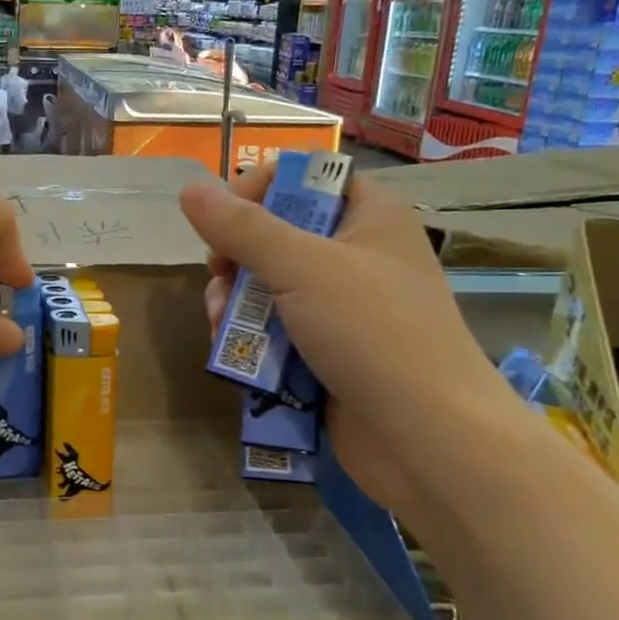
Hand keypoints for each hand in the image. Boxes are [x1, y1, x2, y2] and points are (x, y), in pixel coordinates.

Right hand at [179, 167, 511, 516]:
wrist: (429, 442)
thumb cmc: (374, 334)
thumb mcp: (303, 267)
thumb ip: (242, 228)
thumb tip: (189, 190)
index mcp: (368, 218)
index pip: (308, 177)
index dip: (262, 187)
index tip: (226, 215)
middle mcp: (356, 256)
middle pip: (277, 233)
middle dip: (236, 255)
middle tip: (220, 275)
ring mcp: (341, 308)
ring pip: (267, 286)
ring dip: (233, 302)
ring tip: (219, 324)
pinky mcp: (327, 352)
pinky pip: (274, 329)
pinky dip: (249, 337)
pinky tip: (231, 351)